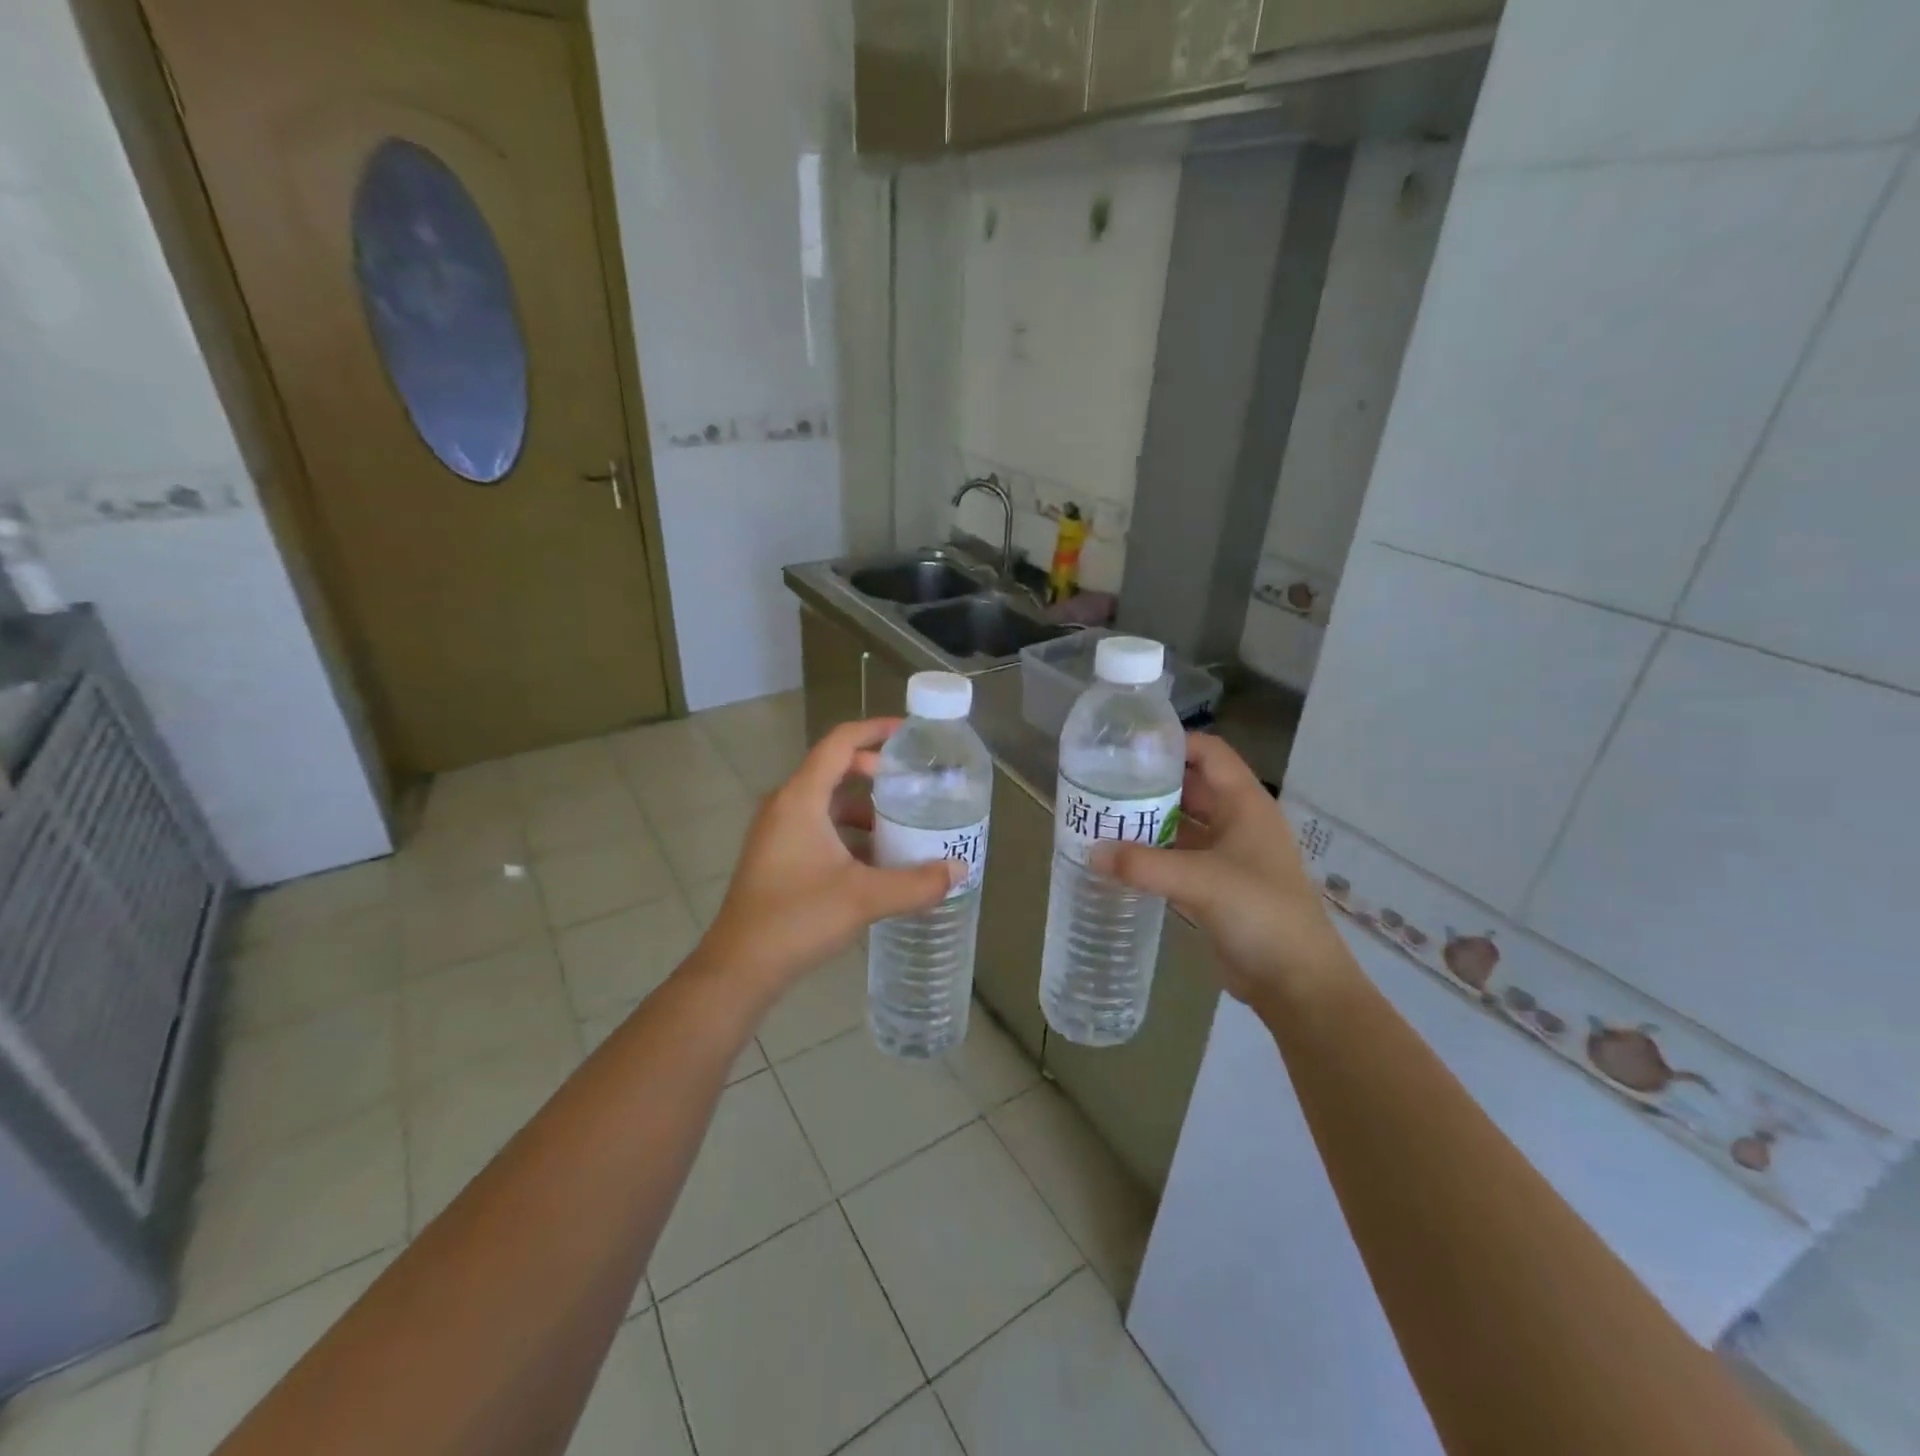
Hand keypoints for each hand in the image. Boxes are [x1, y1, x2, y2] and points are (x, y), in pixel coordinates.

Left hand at [699, 719, 962, 998]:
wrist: (740, 967)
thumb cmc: (798, 919)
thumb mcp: (864, 898)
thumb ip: (916, 883)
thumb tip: (959, 870)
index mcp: (801, 799)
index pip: (839, 743)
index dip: (874, 730)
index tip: (910, 733)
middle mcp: (785, 806)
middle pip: (834, 769)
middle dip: (875, 771)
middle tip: (914, 783)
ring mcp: (778, 833)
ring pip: (827, 802)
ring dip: (864, 808)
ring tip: (903, 822)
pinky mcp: (778, 857)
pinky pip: (819, 827)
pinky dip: (848, 832)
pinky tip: (877, 860)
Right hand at [1095, 734, 1352, 1010]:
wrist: (1296, 982)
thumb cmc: (1260, 913)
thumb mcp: (1201, 881)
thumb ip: (1143, 864)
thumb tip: (1092, 851)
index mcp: (1245, 804)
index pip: (1208, 753)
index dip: (1172, 743)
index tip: (1125, 745)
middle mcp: (1236, 822)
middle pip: (1189, 786)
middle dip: (1150, 782)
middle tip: (1101, 781)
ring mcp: (1226, 856)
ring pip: (1181, 824)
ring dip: (1147, 820)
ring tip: (1101, 815)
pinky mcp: (1214, 886)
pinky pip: (1177, 858)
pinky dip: (1150, 854)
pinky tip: (1118, 857)